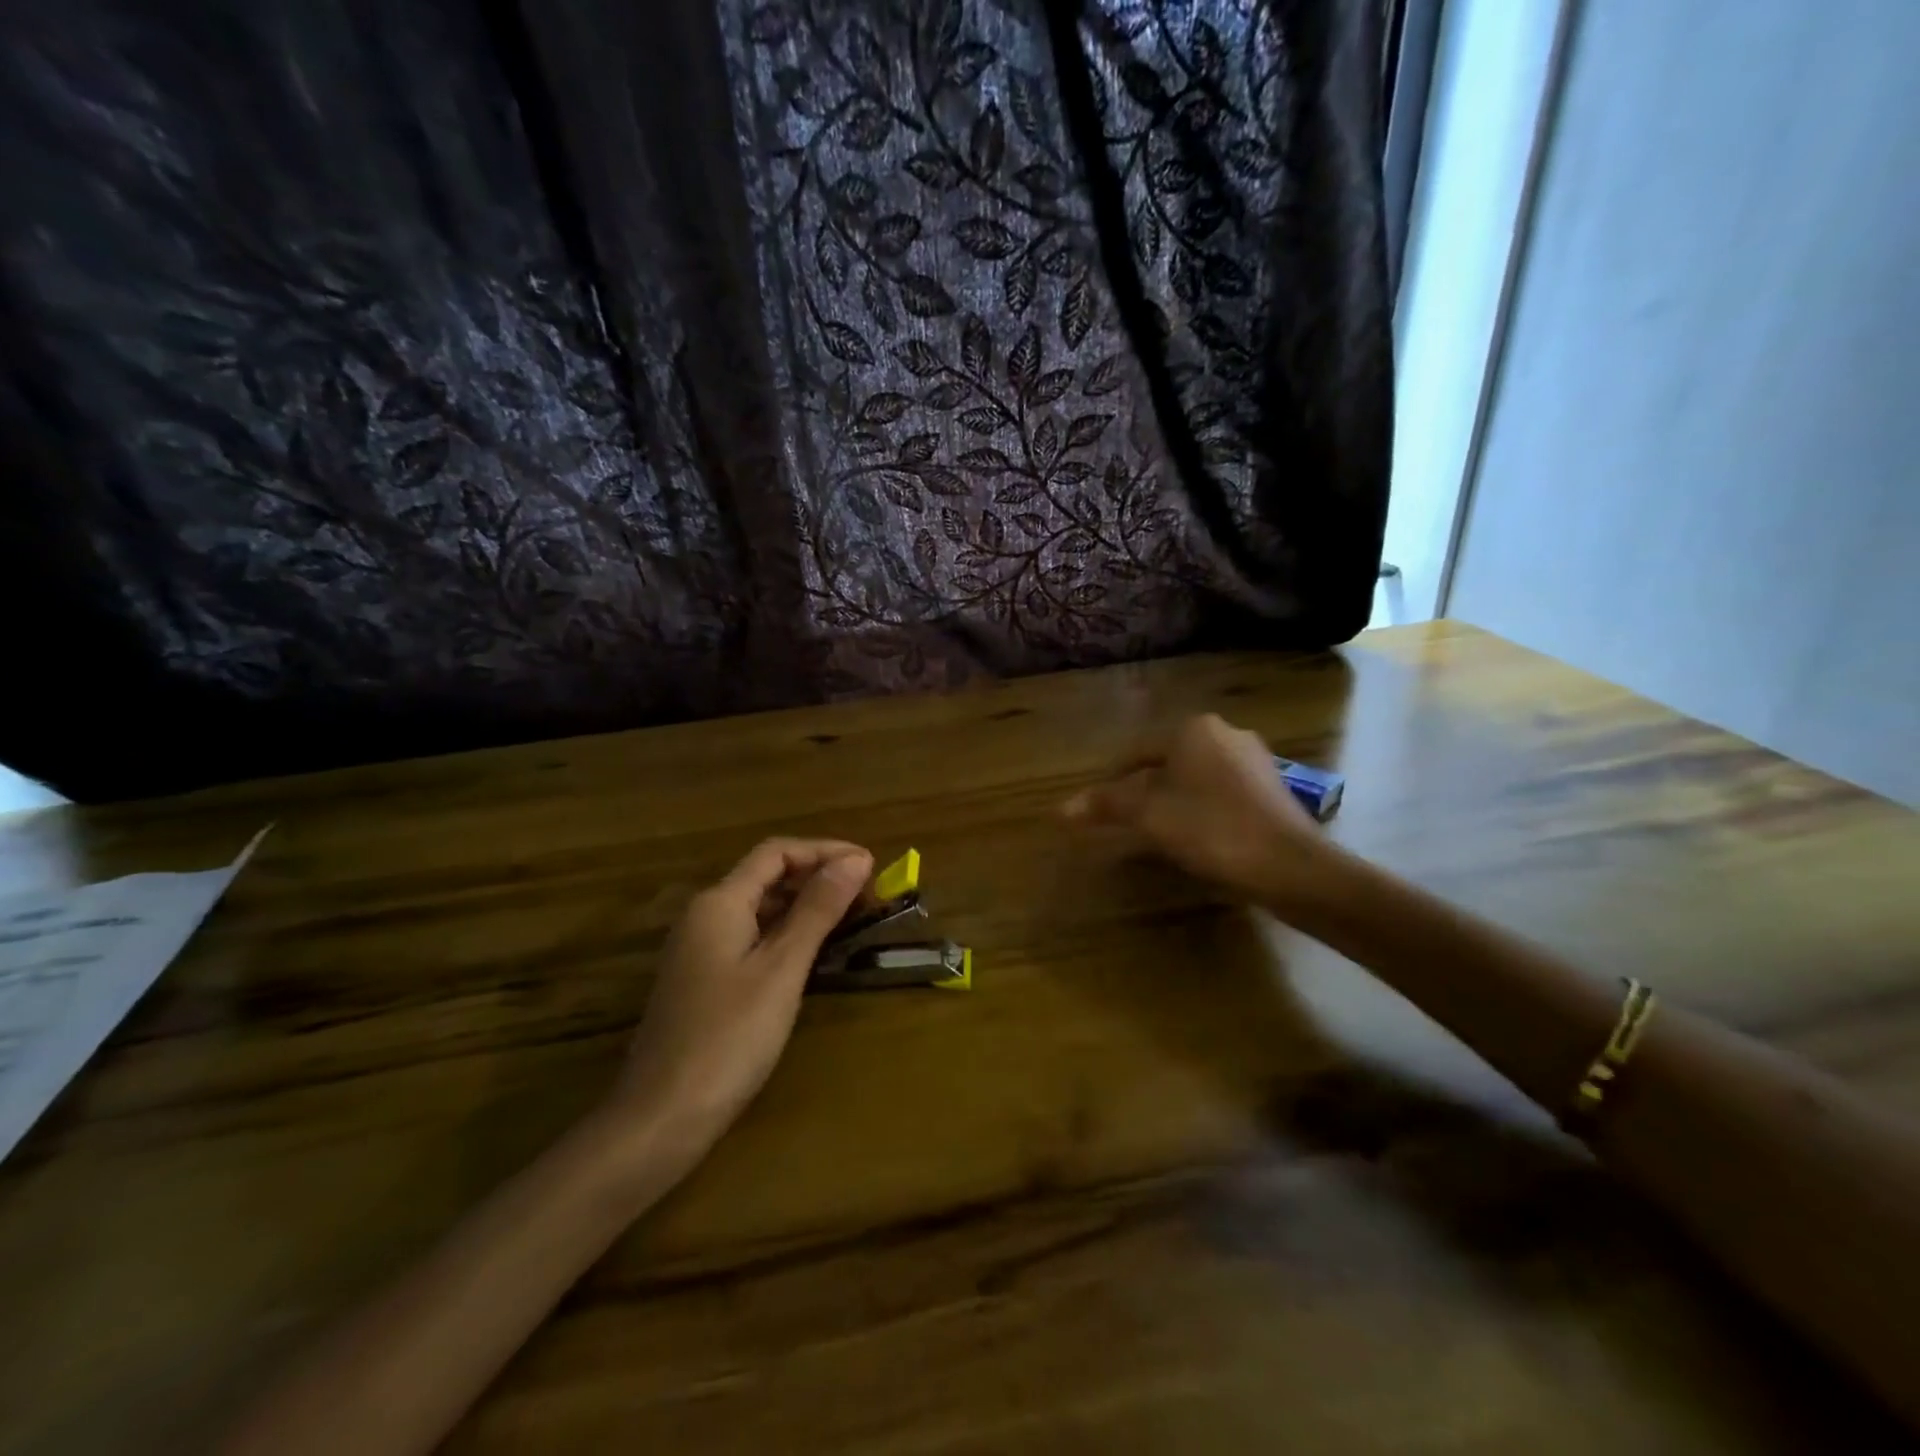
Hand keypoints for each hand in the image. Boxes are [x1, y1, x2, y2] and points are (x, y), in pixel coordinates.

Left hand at [608, 837, 871, 1161]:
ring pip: (759, 909)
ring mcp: (700, 950)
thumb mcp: (781, 969)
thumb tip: (856, 859)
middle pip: (766, 877)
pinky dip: (786, 934)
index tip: (869, 864)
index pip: (776, 852)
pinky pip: (751, 937)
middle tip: (867, 894)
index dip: (824, 851)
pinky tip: (812, 954)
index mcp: (720, 903)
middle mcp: (704, 916)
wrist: (661, 1119)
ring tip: (850, 918)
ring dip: (804, 906)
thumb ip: (817, 910)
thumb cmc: (728, 1038)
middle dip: (817, 876)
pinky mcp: (703, 980)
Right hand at [1063, 714, 1336, 914]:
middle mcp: (1226, 733)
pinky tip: (1199, 836)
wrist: (1291, 866)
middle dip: (1145, 789)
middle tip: (1126, 819)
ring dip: (1174, 799)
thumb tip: (1060, 808)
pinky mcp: (1273, 788)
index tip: (1100, 805)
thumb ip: (1106, 805)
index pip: (1138, 750)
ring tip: (1158, 831)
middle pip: (1168, 762)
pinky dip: (1203, 809)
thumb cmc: (1211, 829)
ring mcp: (1255, 760)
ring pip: (1197, 777)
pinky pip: (1223, 792)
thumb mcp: (1149, 816)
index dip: (1113, 778)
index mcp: (1193, 729)